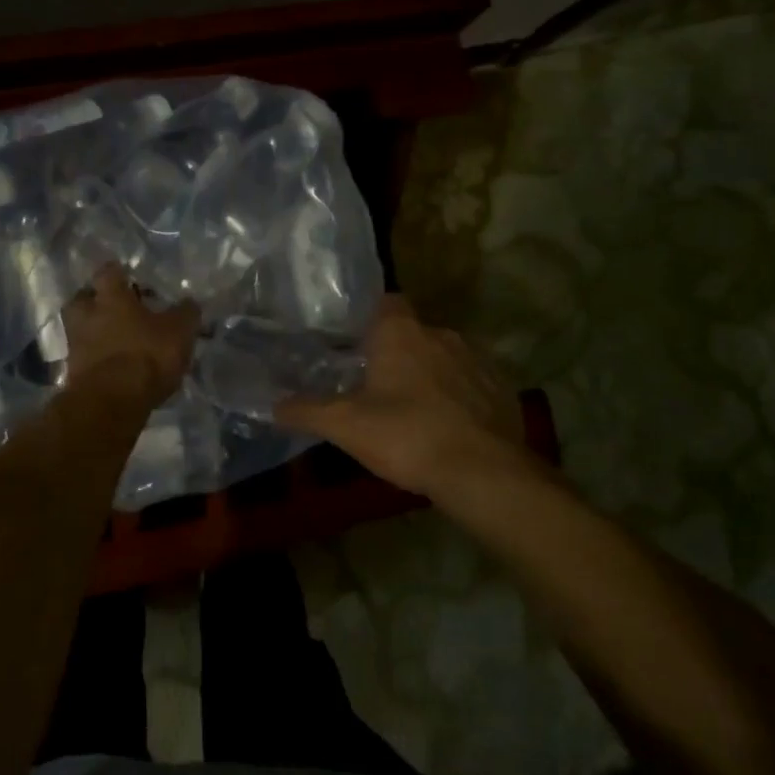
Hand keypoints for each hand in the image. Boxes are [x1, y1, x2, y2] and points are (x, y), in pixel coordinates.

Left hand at [62, 265, 198, 407]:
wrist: (111, 403)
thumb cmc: (145, 356)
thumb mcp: (178, 332)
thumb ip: (185, 314)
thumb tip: (190, 302)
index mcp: (110, 297)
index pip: (108, 272)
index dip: (118, 272)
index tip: (128, 275)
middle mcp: (87, 315)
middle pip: (83, 298)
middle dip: (97, 300)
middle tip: (117, 307)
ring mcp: (76, 344)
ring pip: (82, 328)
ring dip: (96, 331)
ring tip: (118, 339)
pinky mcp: (74, 373)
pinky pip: (85, 356)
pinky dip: (98, 357)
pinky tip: (115, 365)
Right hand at [275, 295, 525, 497]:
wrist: (482, 472)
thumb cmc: (406, 435)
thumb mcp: (345, 426)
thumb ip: (306, 411)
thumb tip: (272, 405)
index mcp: (401, 333)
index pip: (386, 302)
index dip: (371, 319)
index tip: (357, 344)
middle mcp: (441, 334)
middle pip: (414, 333)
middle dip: (399, 353)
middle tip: (378, 385)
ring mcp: (477, 360)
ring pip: (445, 357)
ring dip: (431, 375)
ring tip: (414, 409)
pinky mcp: (502, 388)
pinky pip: (473, 383)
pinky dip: (460, 397)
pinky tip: (450, 427)